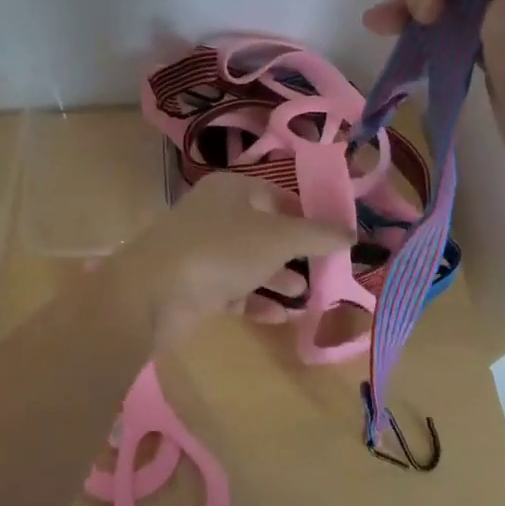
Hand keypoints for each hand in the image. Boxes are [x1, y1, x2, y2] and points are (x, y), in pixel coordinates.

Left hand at [97, 172, 353, 348]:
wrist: (153, 292)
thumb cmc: (221, 250)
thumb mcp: (277, 238)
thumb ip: (316, 234)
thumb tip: (351, 230)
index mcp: (232, 189)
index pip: (279, 195)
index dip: (308, 215)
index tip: (337, 239)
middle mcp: (216, 214)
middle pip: (265, 229)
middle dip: (295, 252)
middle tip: (328, 272)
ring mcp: (203, 249)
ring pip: (250, 261)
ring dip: (279, 278)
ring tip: (310, 297)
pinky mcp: (195, 283)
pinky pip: (233, 288)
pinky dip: (256, 299)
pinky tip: (281, 316)